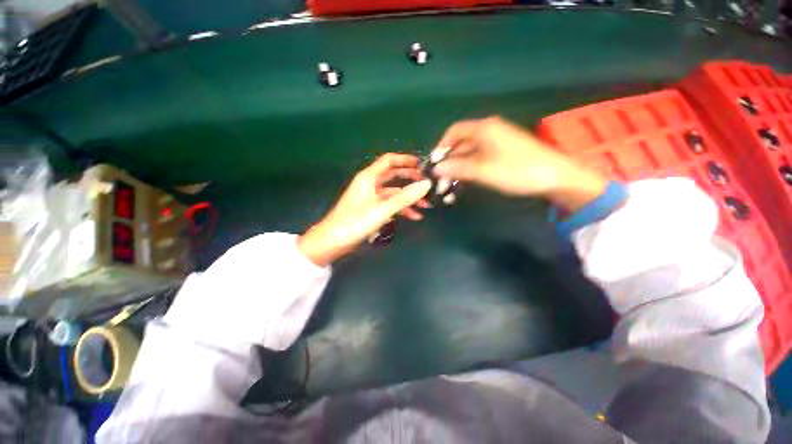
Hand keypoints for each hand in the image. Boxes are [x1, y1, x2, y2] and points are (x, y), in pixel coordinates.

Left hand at [297, 154, 431, 266]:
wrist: (333, 241)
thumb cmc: (356, 222)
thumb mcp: (383, 209)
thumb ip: (405, 197)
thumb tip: (427, 184)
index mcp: (369, 177)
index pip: (389, 160)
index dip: (406, 160)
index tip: (422, 165)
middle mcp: (370, 183)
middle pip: (393, 175)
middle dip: (411, 179)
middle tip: (427, 185)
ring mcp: (371, 197)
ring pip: (393, 192)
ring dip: (409, 197)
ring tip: (426, 205)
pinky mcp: (371, 208)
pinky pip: (389, 204)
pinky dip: (401, 208)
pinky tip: (414, 216)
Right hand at [432, 116, 607, 210]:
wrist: (555, 177)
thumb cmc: (517, 170)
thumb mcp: (482, 170)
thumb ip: (457, 168)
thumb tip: (436, 168)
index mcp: (484, 128)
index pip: (454, 131)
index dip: (441, 146)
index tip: (434, 163)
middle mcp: (489, 130)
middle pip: (461, 143)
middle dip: (449, 160)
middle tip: (440, 179)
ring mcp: (498, 141)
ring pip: (470, 152)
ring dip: (458, 167)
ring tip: (450, 184)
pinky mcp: (504, 152)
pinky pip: (480, 157)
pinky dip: (470, 168)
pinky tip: (466, 180)